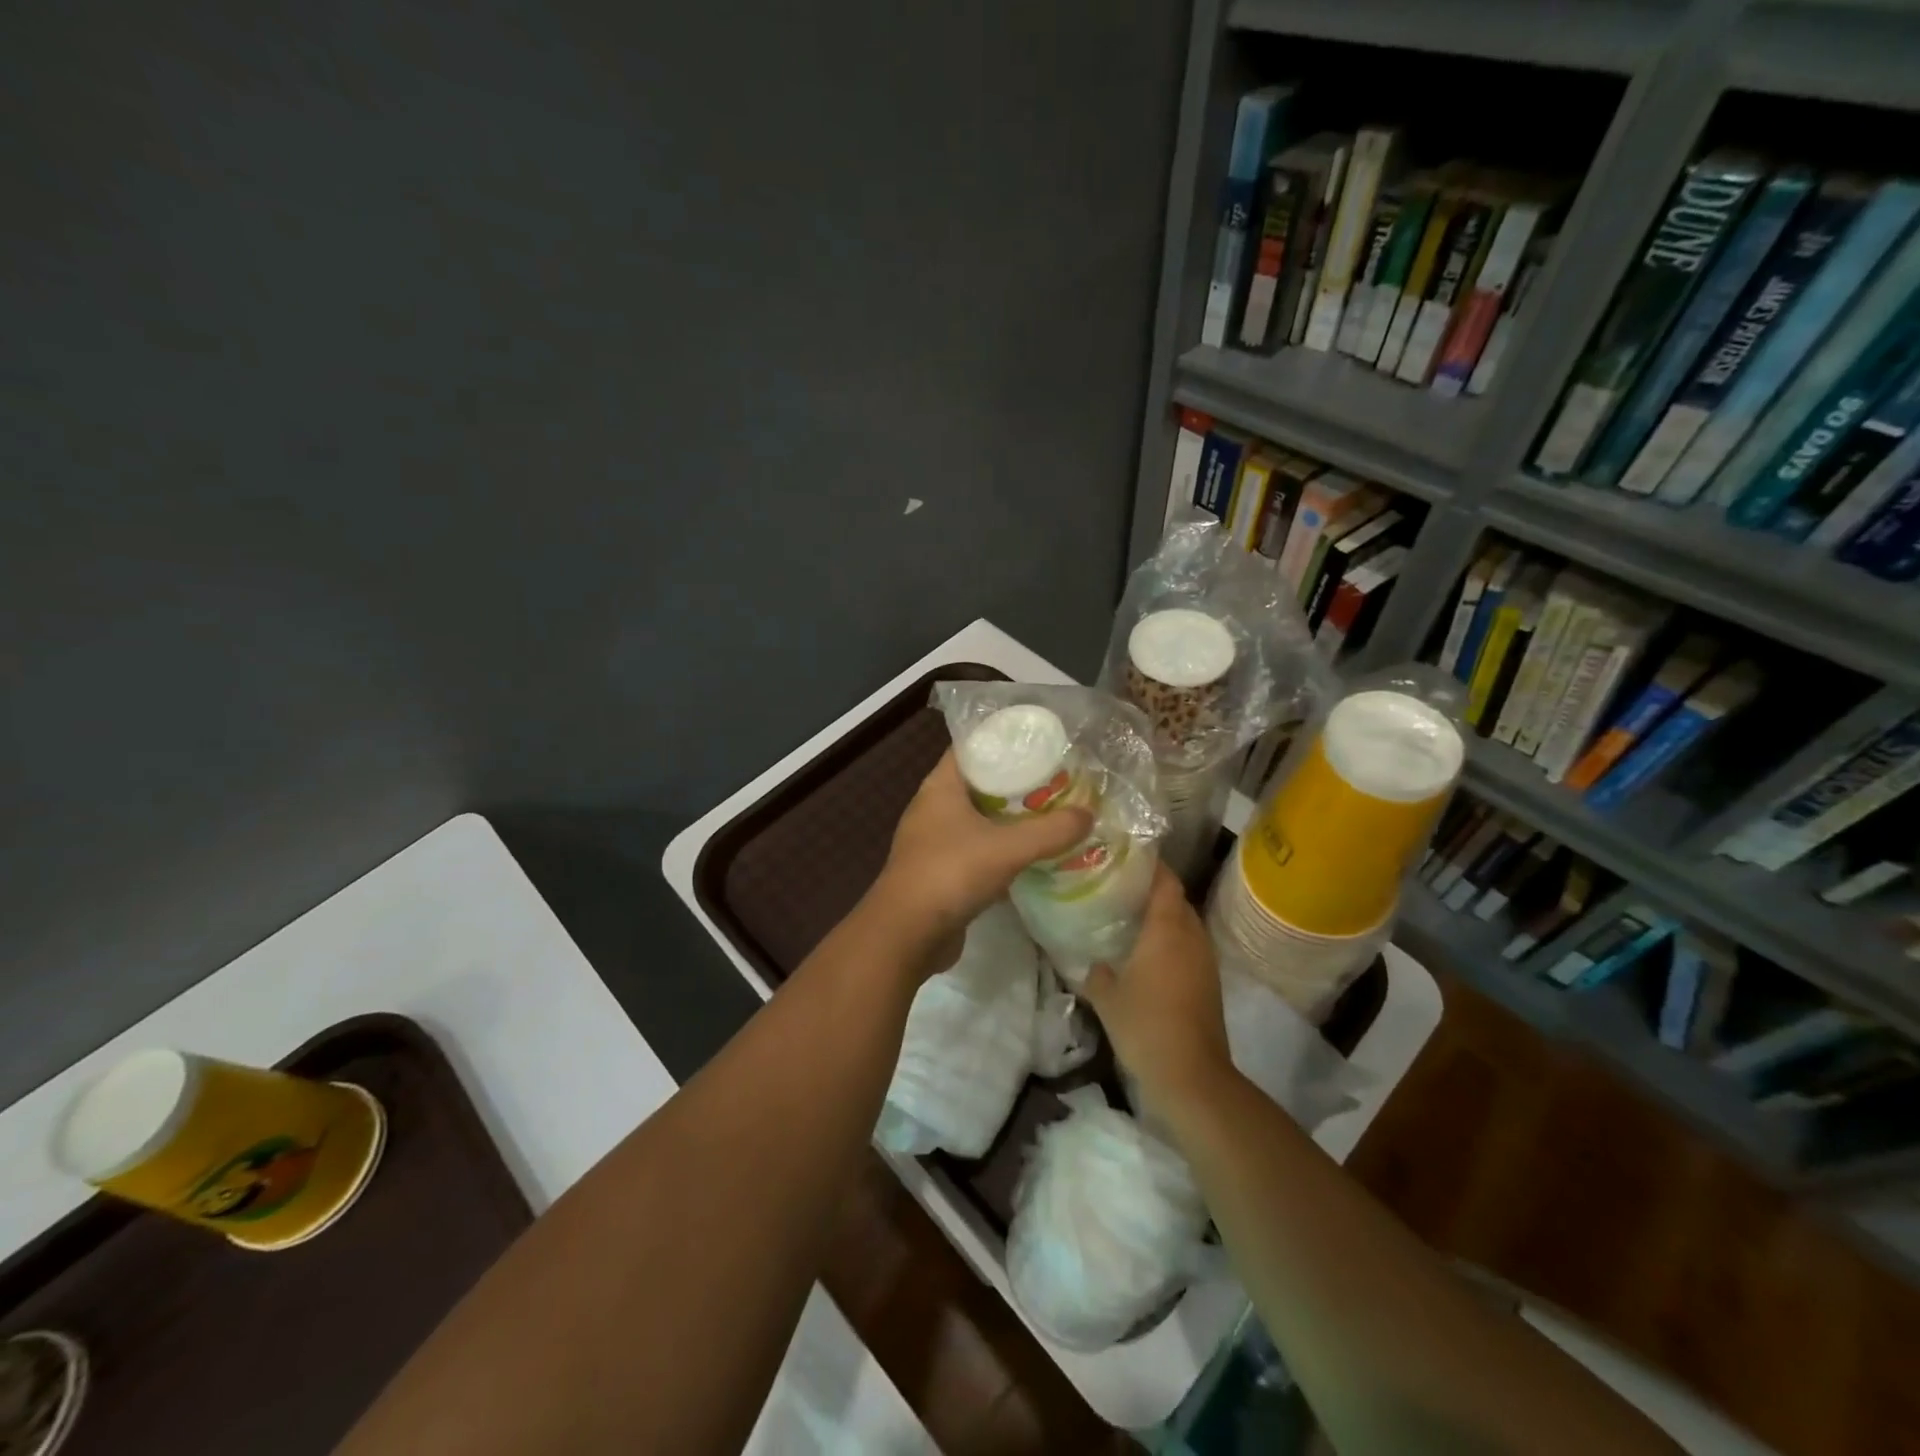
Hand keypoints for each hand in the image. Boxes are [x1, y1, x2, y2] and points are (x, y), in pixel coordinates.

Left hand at [867, 750, 1091, 971]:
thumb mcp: (1008, 848)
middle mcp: (934, 809)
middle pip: (980, 785)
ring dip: (1011, 821)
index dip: (1003, 743)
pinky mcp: (941, 873)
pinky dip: (1002, 852)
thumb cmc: (950, 874)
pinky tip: (1032, 857)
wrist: (906, 935)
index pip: (971, 748)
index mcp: (940, 787)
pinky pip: (978, 852)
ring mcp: (935, 842)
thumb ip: (1051, 831)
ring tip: (1052, 816)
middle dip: (1016, 784)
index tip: (1040, 745)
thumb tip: (1088, 815)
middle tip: (1057, 783)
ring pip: (980, 821)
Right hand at [1081, 866, 1231, 1122]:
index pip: (1165, 881)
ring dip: (1164, 918)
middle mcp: (1191, 936)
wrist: (1192, 1076)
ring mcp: (1205, 960)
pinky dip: (1172, 941)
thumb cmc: (1145, 1026)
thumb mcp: (1106, 997)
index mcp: (1167, 929)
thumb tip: (1093, 961)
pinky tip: (1148, 954)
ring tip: (1131, 918)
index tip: (1125, 856)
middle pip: (1177, 900)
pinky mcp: (1210, 983)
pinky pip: (1190, 947)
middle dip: (1153, 890)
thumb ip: (1096, 972)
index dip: (1150, 865)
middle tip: (1120, 888)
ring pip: (1185, 924)